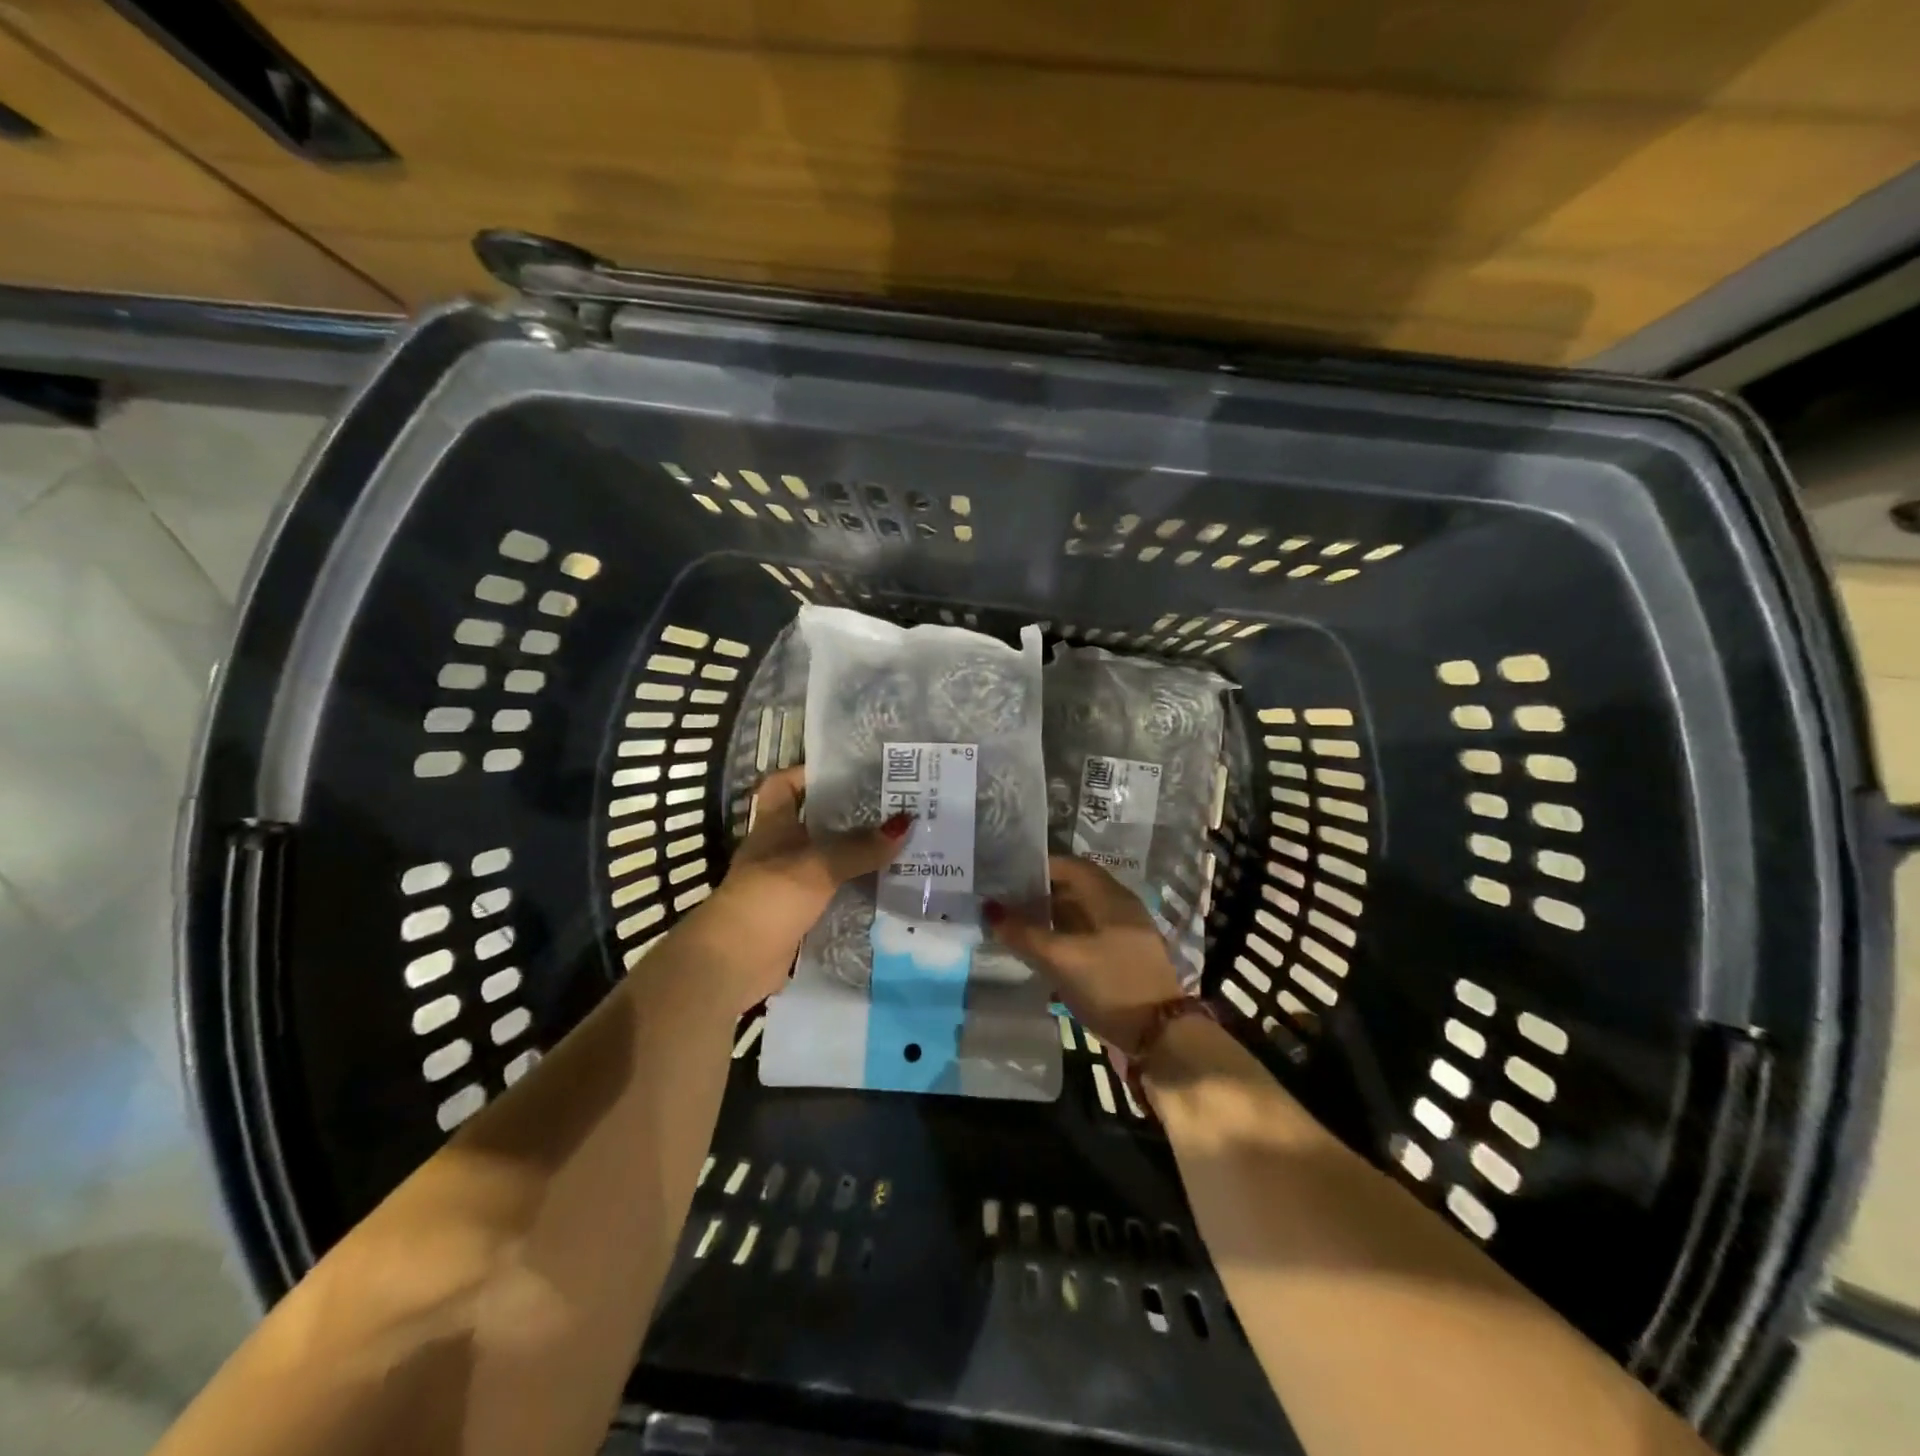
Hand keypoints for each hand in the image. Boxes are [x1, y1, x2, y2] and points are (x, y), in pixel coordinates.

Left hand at [697, 766, 910, 1007]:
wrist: (734, 962)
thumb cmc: (769, 897)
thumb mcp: (819, 865)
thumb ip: (860, 846)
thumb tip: (905, 823)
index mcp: (774, 825)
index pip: (783, 785)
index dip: (809, 773)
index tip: (848, 771)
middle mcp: (780, 849)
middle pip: (816, 822)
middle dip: (850, 815)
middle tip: (894, 807)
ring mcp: (788, 884)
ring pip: (828, 860)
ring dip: (857, 855)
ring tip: (901, 844)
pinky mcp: (798, 914)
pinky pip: (833, 894)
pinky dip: (855, 890)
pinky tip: (887, 887)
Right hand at [985, 855, 1187, 1054]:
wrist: (1161, 1038)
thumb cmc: (1110, 984)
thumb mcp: (1061, 958)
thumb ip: (1023, 933)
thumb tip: (988, 908)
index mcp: (1111, 897)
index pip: (1070, 866)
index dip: (1038, 867)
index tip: (1006, 875)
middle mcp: (1119, 909)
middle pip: (1074, 890)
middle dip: (1039, 894)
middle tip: (1004, 902)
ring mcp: (1123, 936)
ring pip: (1079, 916)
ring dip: (1049, 919)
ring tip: (1014, 928)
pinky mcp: (1122, 961)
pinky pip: (1086, 938)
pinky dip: (1062, 940)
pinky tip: (1040, 954)